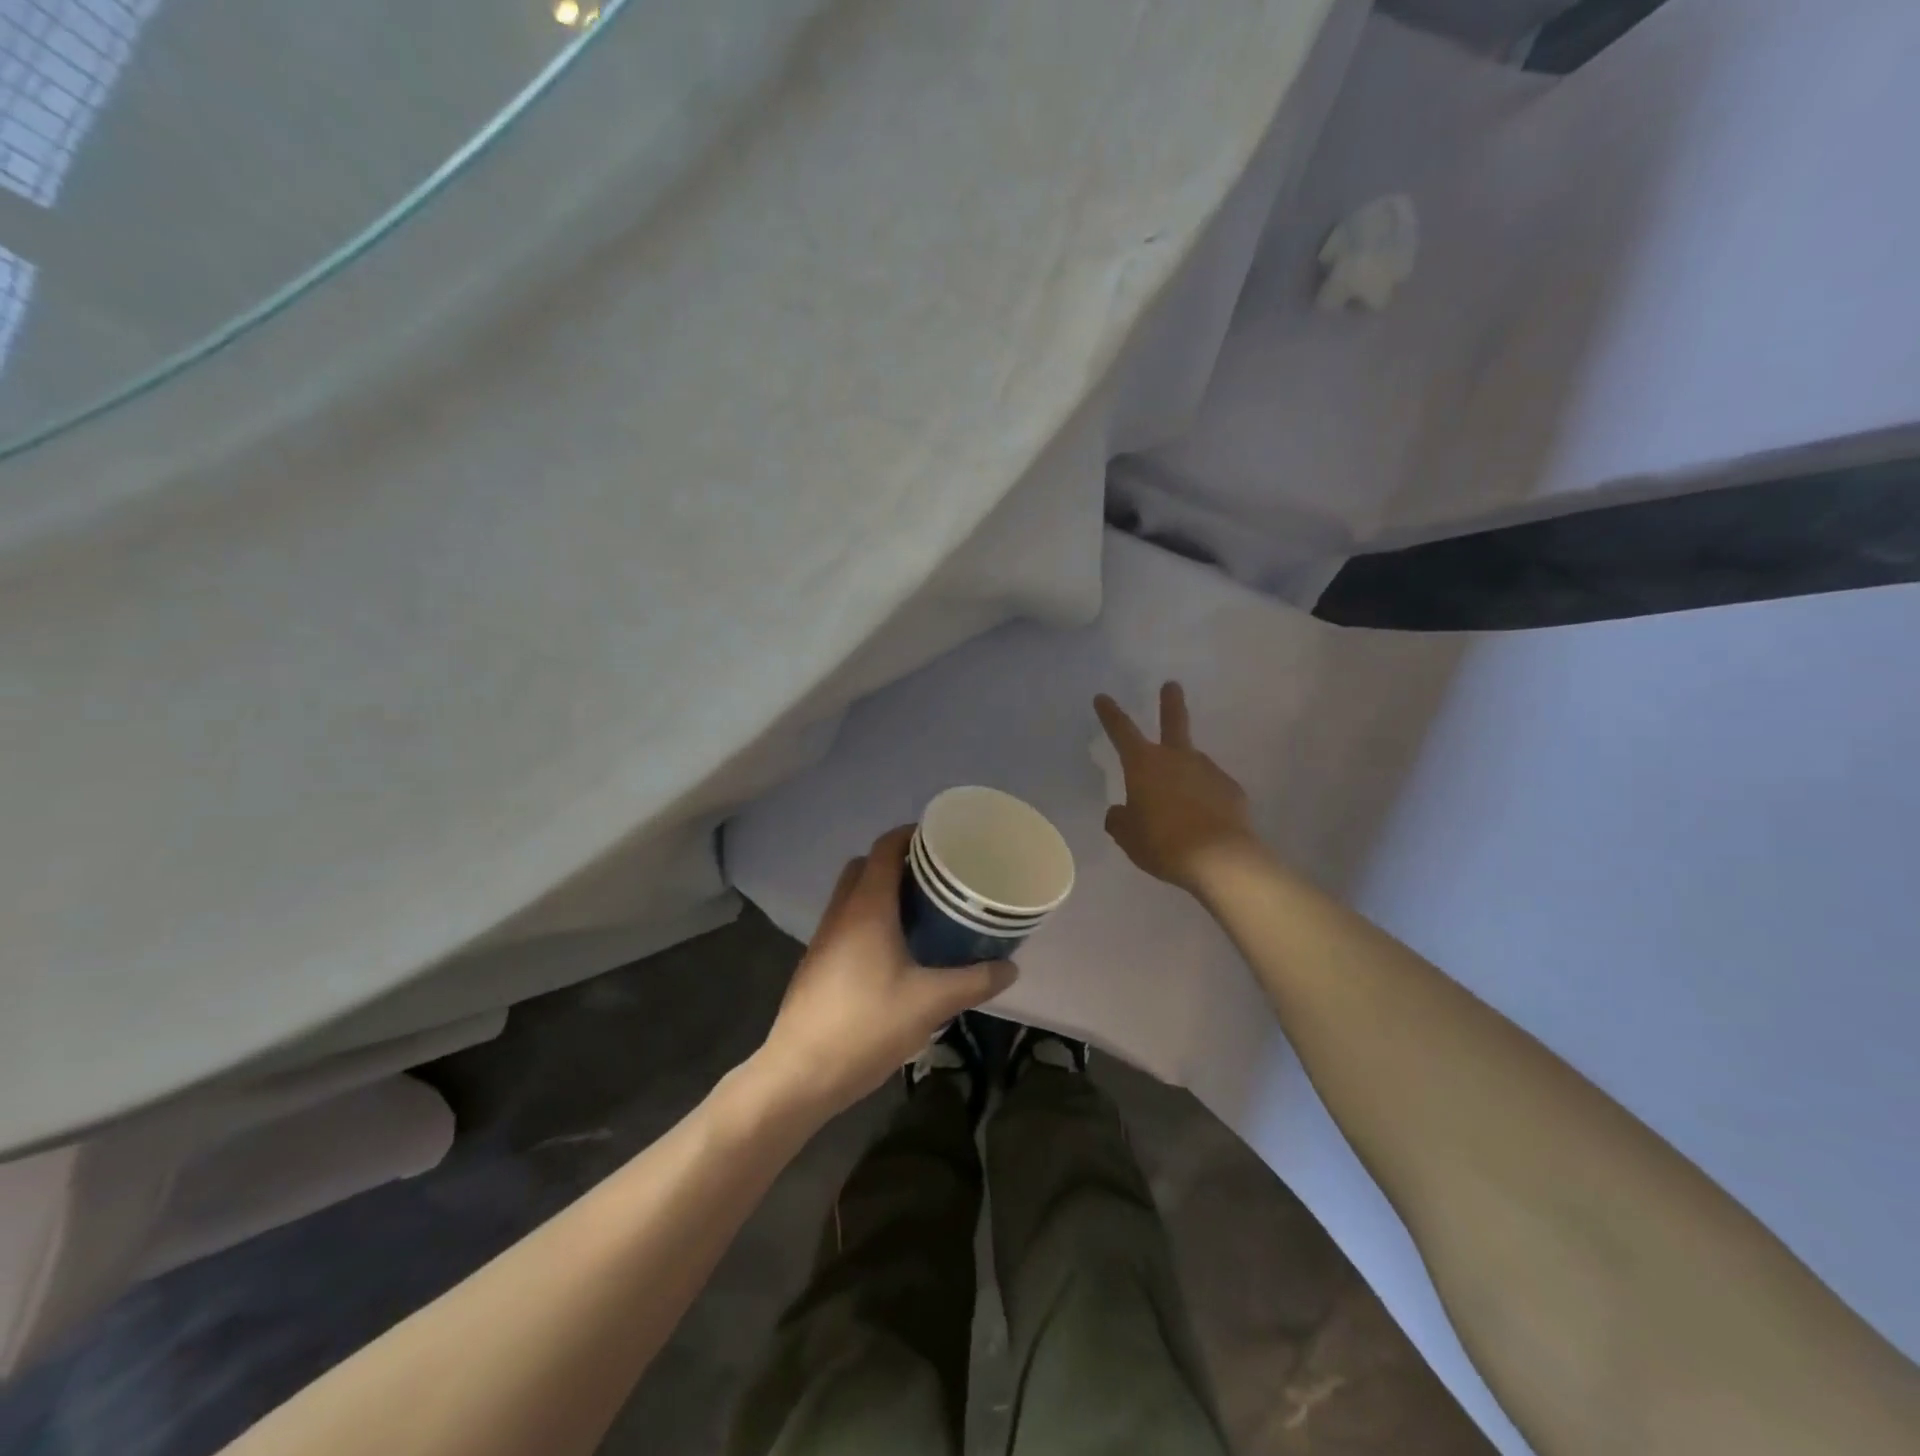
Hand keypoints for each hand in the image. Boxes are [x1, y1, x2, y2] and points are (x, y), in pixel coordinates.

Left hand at [755, 827, 1016, 1117]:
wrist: (800, 1073)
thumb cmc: (866, 1026)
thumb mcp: (930, 1003)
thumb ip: (974, 981)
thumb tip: (1010, 968)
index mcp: (867, 907)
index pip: (885, 847)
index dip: (912, 835)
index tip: (943, 839)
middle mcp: (841, 912)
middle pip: (866, 866)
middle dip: (899, 863)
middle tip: (938, 878)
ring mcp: (825, 937)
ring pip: (854, 895)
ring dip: (883, 892)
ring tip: (923, 912)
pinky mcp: (818, 962)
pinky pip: (847, 921)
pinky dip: (871, 919)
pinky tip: (897, 951)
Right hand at [1096, 682, 1261, 892]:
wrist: (1220, 859)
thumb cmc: (1162, 843)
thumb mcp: (1128, 836)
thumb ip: (1120, 820)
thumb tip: (1121, 812)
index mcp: (1143, 765)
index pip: (1121, 731)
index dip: (1110, 714)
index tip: (1102, 697)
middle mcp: (1177, 758)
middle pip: (1173, 722)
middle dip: (1170, 702)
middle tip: (1172, 685)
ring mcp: (1208, 771)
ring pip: (1193, 763)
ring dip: (1186, 774)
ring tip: (1181, 806)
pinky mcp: (1232, 790)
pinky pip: (1212, 789)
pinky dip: (1205, 798)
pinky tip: (1204, 821)